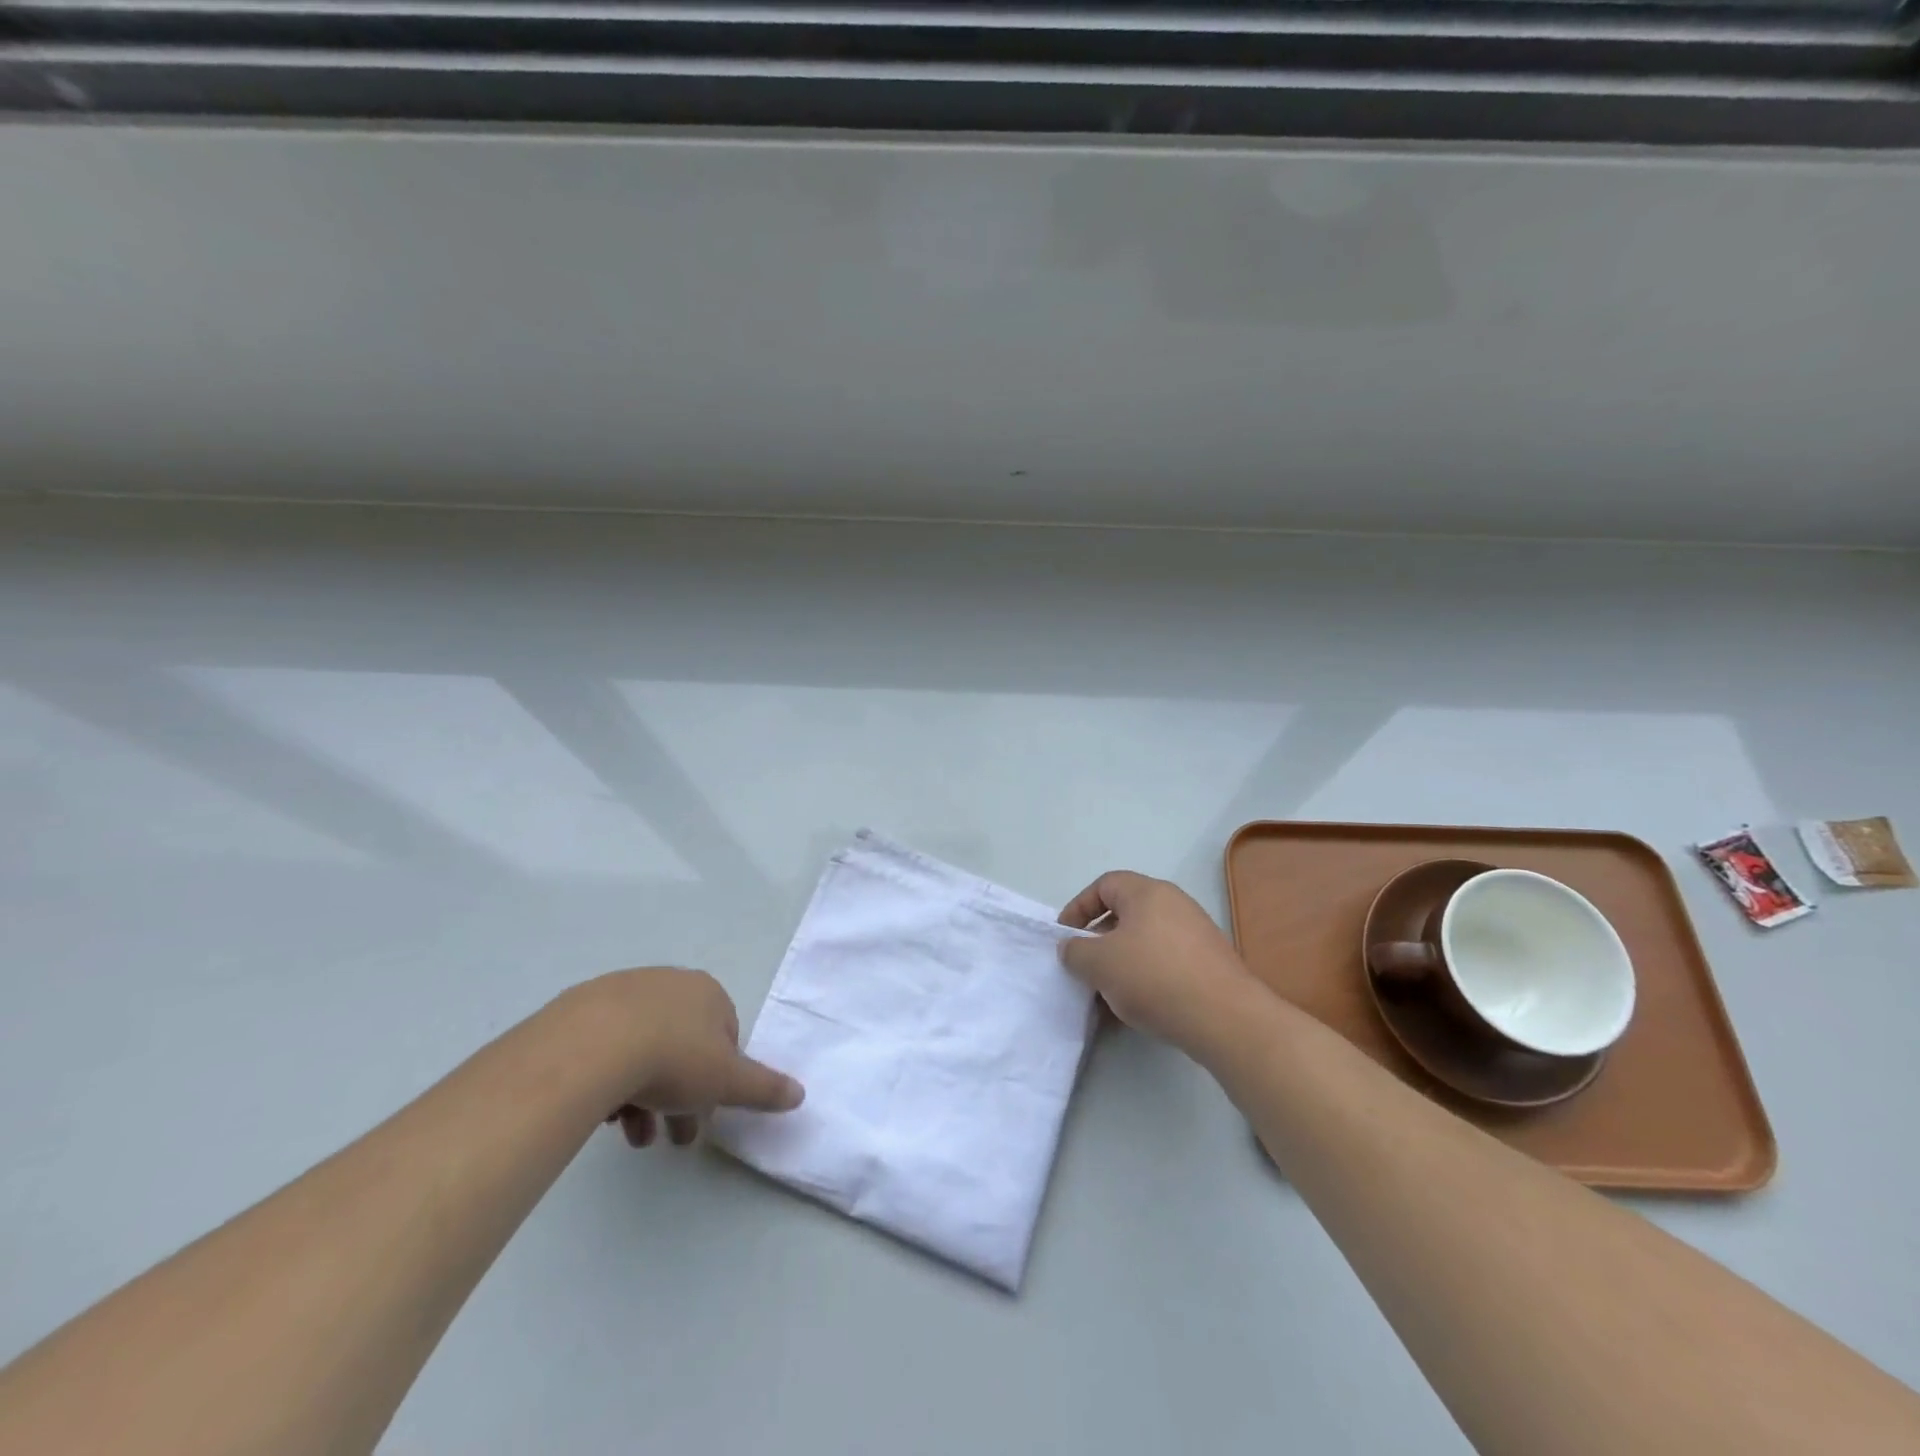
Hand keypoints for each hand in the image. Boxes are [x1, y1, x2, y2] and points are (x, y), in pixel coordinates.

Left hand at [588, 968, 803, 1148]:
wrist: (591, 1046)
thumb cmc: (673, 1059)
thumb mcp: (728, 1081)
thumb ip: (764, 1088)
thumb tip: (800, 1094)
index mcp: (708, 993)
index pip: (726, 1035)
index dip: (719, 1078)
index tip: (706, 1112)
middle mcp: (669, 983)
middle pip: (682, 1046)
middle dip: (680, 1096)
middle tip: (670, 1137)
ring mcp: (623, 992)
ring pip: (643, 1049)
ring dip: (645, 1096)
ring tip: (632, 1136)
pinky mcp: (582, 1009)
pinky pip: (606, 1047)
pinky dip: (611, 1079)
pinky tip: (603, 1113)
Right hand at [1058, 872, 1264, 1057]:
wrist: (1225, 1018)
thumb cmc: (1154, 978)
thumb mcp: (1099, 964)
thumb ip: (1076, 951)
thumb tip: (1072, 948)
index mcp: (1147, 892)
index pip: (1104, 885)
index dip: (1079, 907)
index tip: (1066, 937)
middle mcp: (1174, 903)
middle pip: (1126, 913)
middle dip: (1100, 939)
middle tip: (1085, 966)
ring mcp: (1196, 933)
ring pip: (1145, 940)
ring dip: (1122, 962)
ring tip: (1108, 992)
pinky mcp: (1210, 963)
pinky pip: (1166, 961)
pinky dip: (1146, 977)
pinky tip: (1139, 1006)